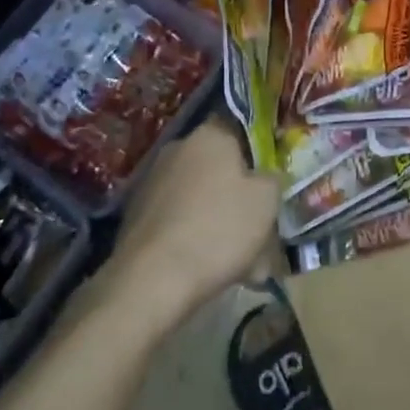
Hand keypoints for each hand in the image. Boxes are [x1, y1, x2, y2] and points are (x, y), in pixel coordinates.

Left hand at [106, 118, 280, 327]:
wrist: (153, 278)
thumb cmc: (219, 228)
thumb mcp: (266, 201)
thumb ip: (272, 179)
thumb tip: (266, 176)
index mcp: (209, 136)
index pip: (239, 130)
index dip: (258, 155)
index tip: (270, 182)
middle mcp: (178, 149)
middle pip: (220, 169)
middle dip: (240, 197)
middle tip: (261, 231)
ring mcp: (153, 181)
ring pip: (201, 198)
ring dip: (220, 222)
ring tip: (243, 264)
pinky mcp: (137, 214)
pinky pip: (180, 220)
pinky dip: (195, 237)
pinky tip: (211, 269)